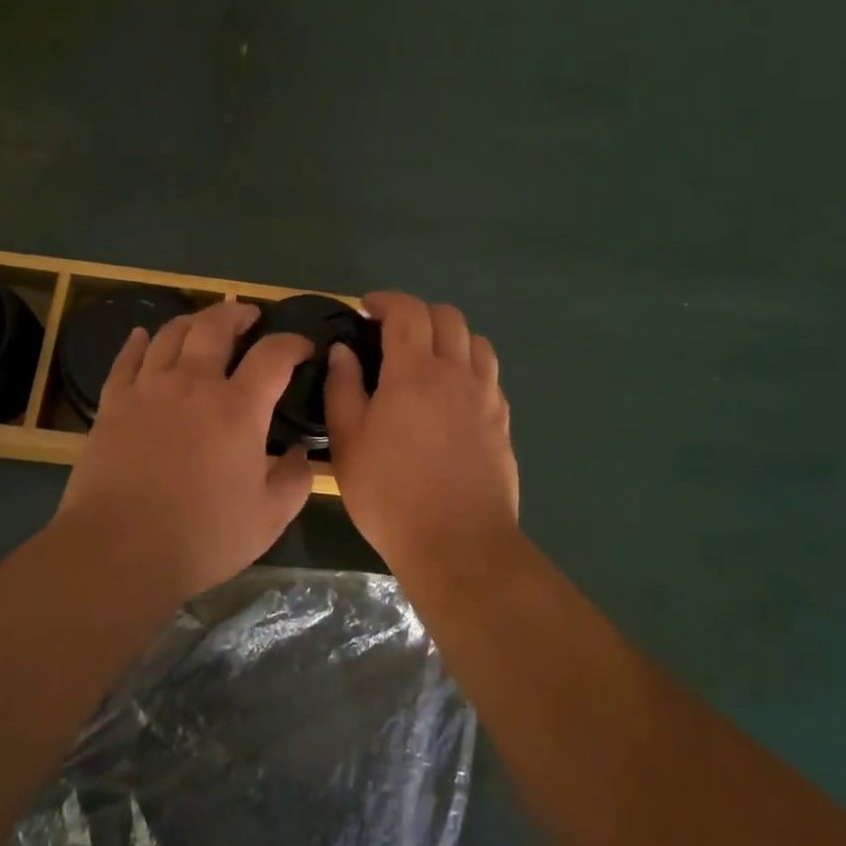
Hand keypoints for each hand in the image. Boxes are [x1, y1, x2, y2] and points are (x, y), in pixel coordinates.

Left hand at [55, 300, 313, 601]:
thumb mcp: (269, 518)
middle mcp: (194, 384)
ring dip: (191, 321)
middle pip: (215, 326)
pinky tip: (141, 337)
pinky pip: (125, 360)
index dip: (293, 343)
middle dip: (237, 313)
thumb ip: (296, 481)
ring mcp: (148, 390)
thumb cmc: (202, 536)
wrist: (120, 550)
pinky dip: (137, 343)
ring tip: (202, 323)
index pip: (273, 355)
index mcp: (238, 408)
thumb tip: (302, 454)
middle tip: (249, 315)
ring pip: (169, 335)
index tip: (304, 347)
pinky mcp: (113, 405)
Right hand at [325, 292, 518, 566]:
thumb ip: (343, 388)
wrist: (458, 544)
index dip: (386, 301)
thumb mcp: (348, 442)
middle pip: (448, 316)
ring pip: (476, 341)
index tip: (366, 309)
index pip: (407, 311)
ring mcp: (486, 396)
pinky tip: (453, 393)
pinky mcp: (502, 421)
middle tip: (393, 333)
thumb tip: (343, 351)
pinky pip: (490, 374)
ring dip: (450, 336)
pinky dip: (470, 366)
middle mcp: (456, 372)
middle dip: (418, 313)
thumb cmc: (390, 494)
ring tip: (428, 358)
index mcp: (414, 371)